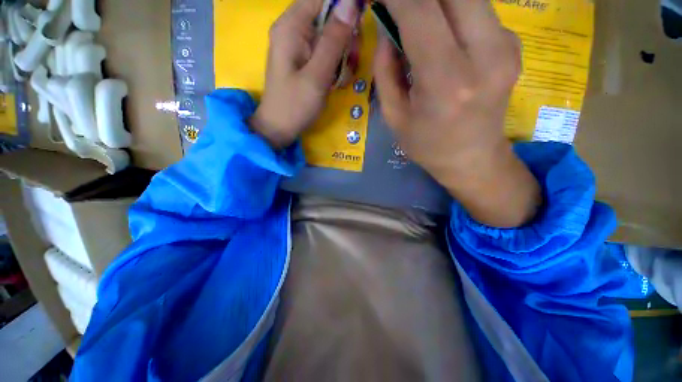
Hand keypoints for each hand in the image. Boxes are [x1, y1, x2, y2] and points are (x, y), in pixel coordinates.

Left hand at [251, 0, 358, 148]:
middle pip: (327, 13)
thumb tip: (351, 3)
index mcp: (291, 26)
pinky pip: (324, 48)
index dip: (345, 6)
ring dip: (342, 50)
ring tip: (343, 74)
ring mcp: (297, 43)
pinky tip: (336, 78)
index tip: (360, 22)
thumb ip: (333, 40)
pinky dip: (334, 60)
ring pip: (329, 32)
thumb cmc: (295, 105)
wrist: (279, 127)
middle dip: (345, 33)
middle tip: (351, 59)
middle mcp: (292, 28)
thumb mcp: (317, 76)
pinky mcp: (302, 57)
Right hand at [374, 0, 540, 227]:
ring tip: (417, 20)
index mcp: (447, 82)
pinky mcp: (513, 44)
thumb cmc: (427, 145)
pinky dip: (454, 10)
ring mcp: (506, 47)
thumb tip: (386, 29)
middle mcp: (485, 56)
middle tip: (401, 7)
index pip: (420, 13)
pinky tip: (442, 31)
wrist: (473, 159)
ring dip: (438, 1)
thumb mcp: (394, 117)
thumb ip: (386, 71)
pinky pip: (478, 9)